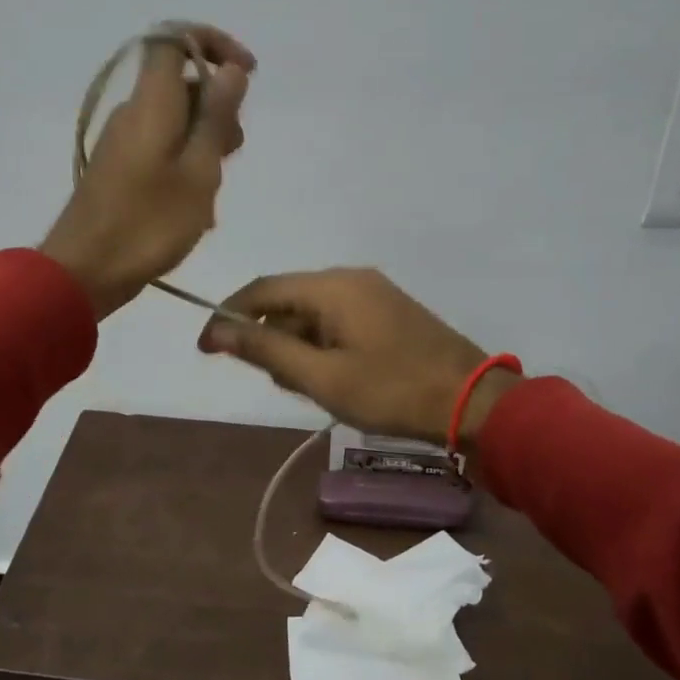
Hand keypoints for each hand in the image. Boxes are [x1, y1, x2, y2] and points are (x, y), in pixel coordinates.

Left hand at [40, 22, 255, 318]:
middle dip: (218, 108)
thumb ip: (216, 118)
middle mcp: (133, 113)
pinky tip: (197, 209)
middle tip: (234, 151)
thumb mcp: (198, 172)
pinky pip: (160, 150)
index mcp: (151, 103)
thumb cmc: (148, 224)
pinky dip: (186, 166)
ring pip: (175, 122)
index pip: (175, 38)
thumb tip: (231, 70)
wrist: (84, 271)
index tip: (247, 74)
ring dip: (205, 144)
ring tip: (216, 190)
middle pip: (181, 85)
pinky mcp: (118, 170)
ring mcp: (122, 143)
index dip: (214, 44)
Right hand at [197, 268, 521, 446]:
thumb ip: (265, 351)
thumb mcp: (321, 376)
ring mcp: (373, 293)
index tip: (206, 350)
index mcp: (332, 286)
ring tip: (315, 388)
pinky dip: (323, 346)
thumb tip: (216, 331)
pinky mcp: (388, 311)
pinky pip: (337, 321)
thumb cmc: (391, 391)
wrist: (472, 401)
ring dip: (299, 348)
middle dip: (271, 340)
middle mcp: (350, 278)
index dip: (228, 317)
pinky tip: (335, 378)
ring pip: (312, 314)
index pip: (261, 290)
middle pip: (287, 301)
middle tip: (283, 385)